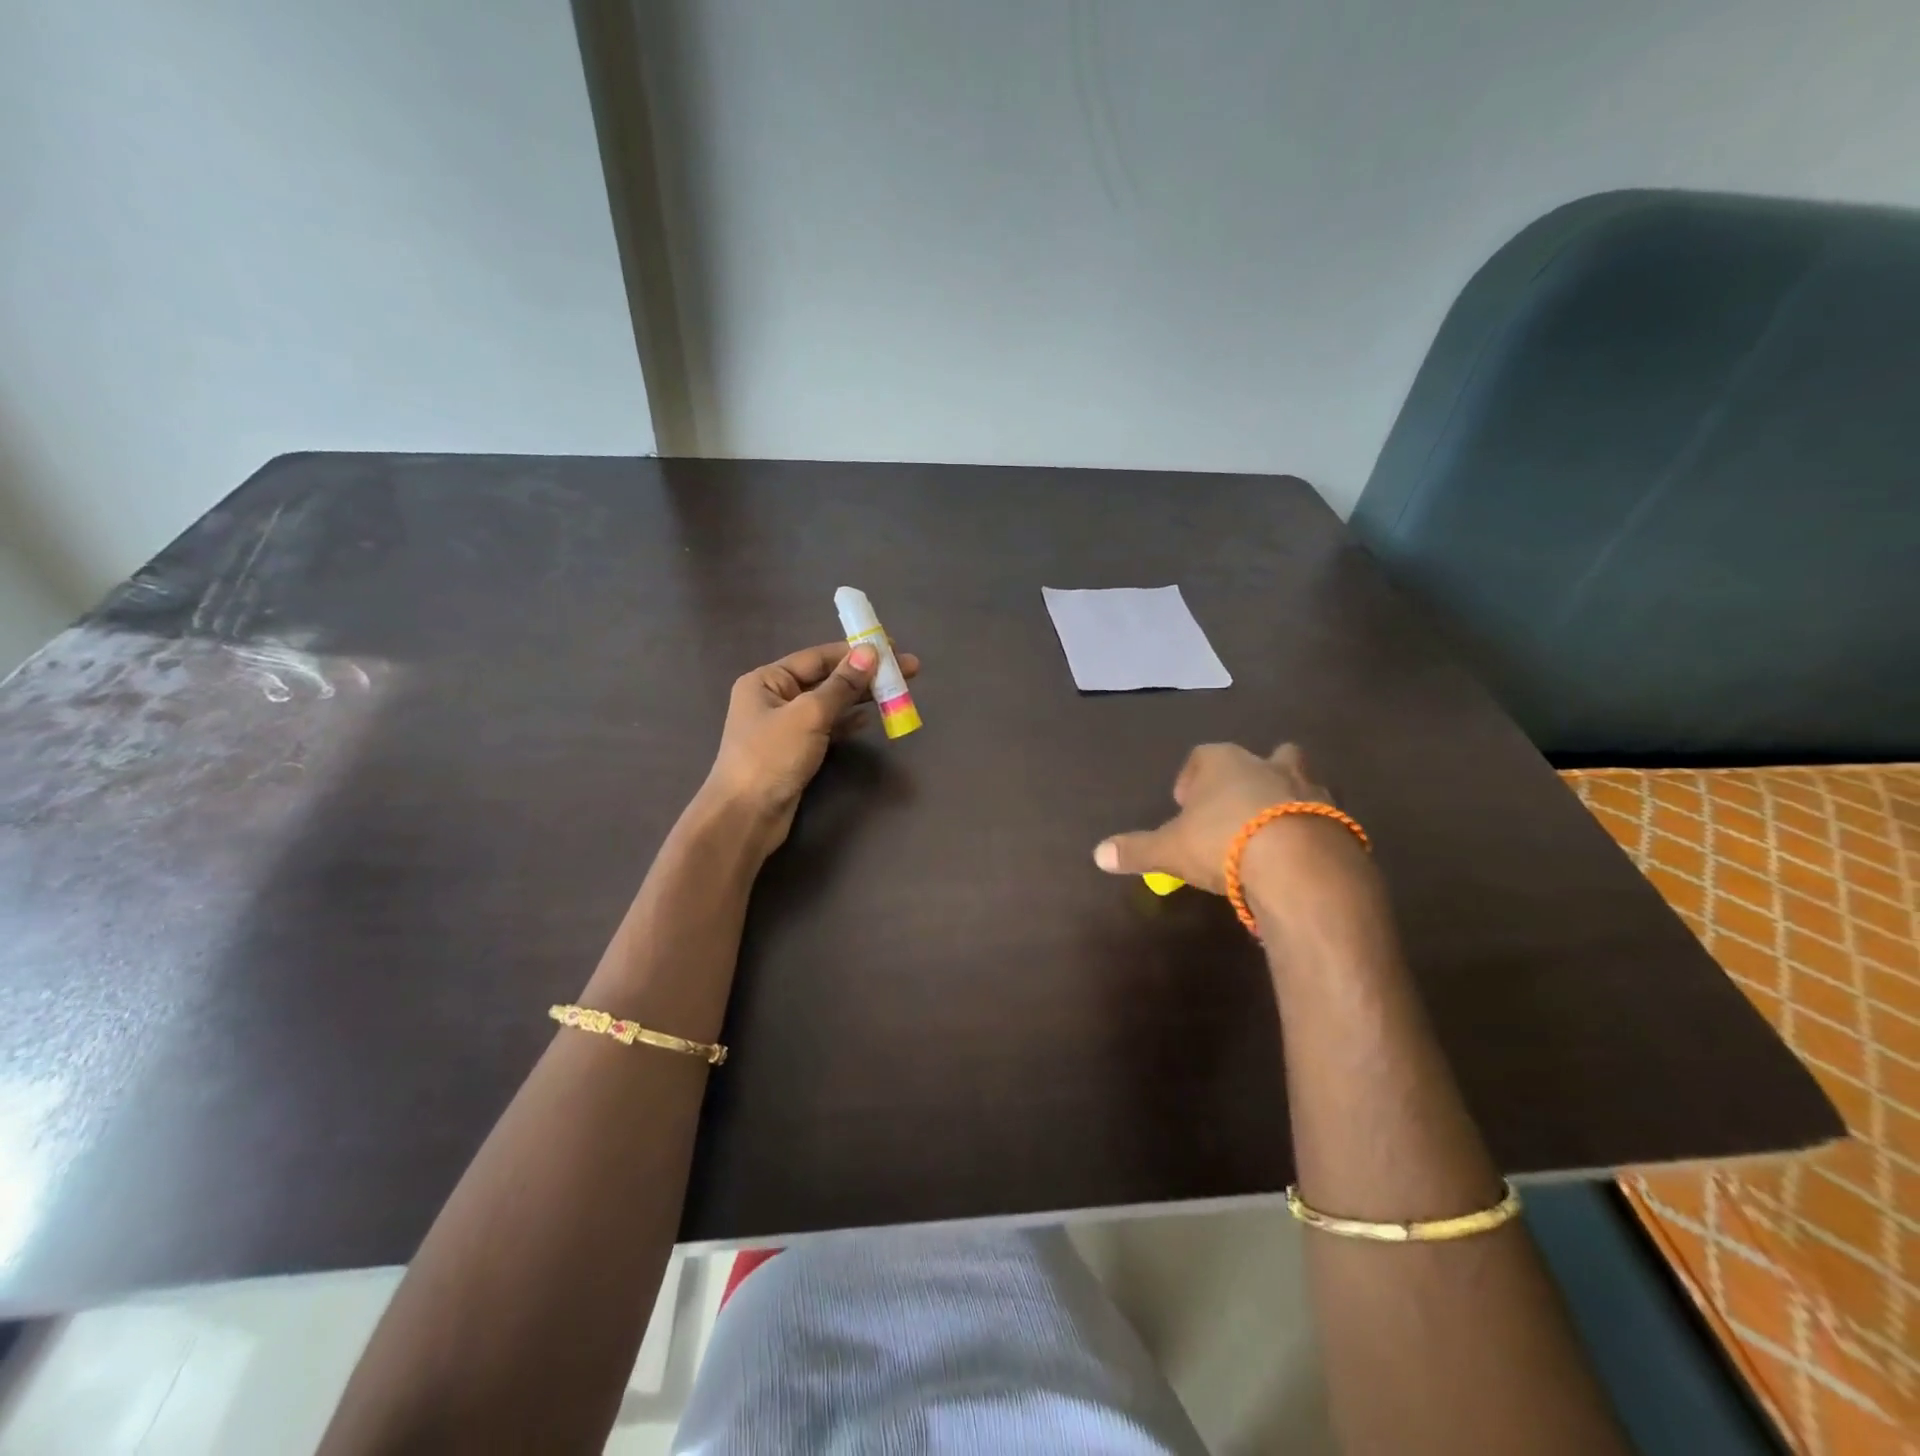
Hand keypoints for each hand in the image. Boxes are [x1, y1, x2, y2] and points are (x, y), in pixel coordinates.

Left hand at [701, 640, 920, 854]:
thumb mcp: (809, 715)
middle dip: (864, 675)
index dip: (854, 651)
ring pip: (829, 704)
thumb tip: (869, 652)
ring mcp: (785, 726)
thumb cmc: (771, 757)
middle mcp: (774, 698)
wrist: (746, 816)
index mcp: (767, 680)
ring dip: (860, 698)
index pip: (817, 657)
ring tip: (895, 692)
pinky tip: (870, 719)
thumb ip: (841, 685)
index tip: (891, 648)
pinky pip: (827, 727)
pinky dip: (848, 722)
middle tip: (907, 671)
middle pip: (826, 679)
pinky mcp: (796, 751)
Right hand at [1093, 744, 1376, 921]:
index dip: (1191, 778)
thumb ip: (1136, 850)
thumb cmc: (1225, 843)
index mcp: (1225, 763)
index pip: (1203, 756)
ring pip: (1299, 783)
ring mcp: (1311, 790)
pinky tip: (1297, 861)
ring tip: (1269, 837)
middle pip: (1264, 757)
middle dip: (1251, 777)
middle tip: (1236, 810)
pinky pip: (1323, 818)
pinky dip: (1310, 832)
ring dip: (1286, 802)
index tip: (1184, 806)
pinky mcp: (1341, 820)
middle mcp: (1270, 766)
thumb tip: (1097, 855)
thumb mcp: (1170, 850)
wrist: (1302, 867)